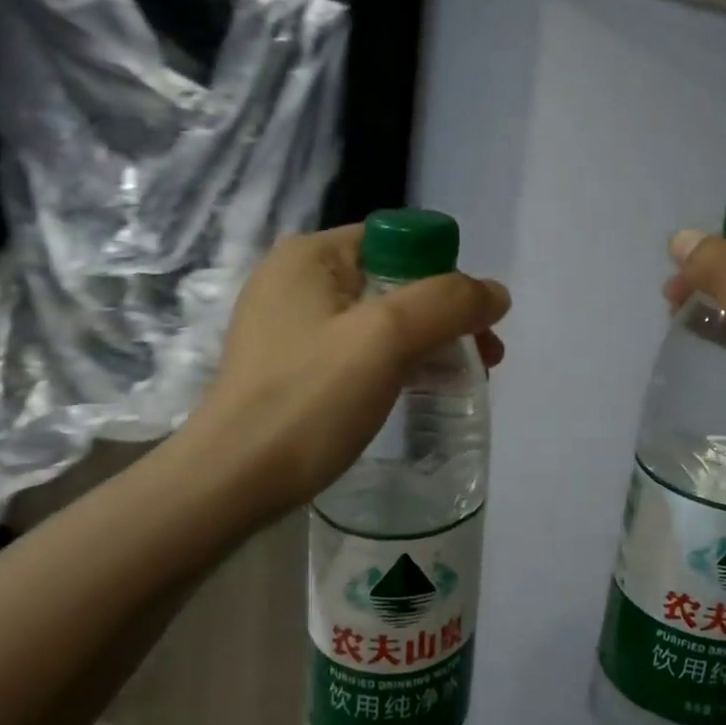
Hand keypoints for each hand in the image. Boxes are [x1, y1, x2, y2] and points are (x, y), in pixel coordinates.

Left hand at [185, 226, 508, 515]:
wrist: (230, 483)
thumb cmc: (309, 399)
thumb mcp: (387, 338)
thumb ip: (448, 303)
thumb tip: (495, 292)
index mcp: (312, 254)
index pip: (400, 241)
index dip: (445, 276)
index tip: (474, 325)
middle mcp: (296, 277)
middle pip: (394, 280)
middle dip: (443, 316)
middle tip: (483, 359)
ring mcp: (288, 323)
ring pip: (379, 318)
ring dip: (426, 341)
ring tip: (463, 380)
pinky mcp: (290, 364)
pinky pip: (357, 348)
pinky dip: (395, 362)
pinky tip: (418, 391)